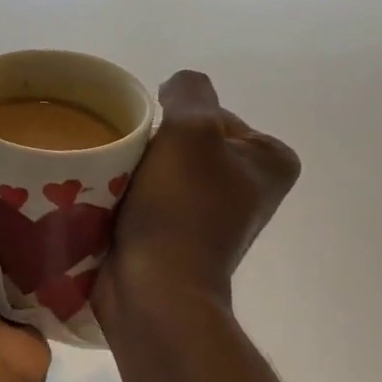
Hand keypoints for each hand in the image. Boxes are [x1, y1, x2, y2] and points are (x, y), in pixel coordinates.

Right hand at [95, 70, 299, 315]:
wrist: (155, 290)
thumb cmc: (181, 209)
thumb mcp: (191, 130)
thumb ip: (189, 91)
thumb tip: (174, 90)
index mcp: (270, 161)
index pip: (211, 114)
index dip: (175, 121)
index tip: (155, 146)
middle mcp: (249, 187)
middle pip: (185, 141)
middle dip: (153, 146)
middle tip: (129, 163)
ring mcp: (213, 216)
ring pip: (162, 169)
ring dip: (135, 170)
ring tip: (114, 183)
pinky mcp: (179, 238)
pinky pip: (149, 198)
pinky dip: (129, 196)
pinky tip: (111, 203)